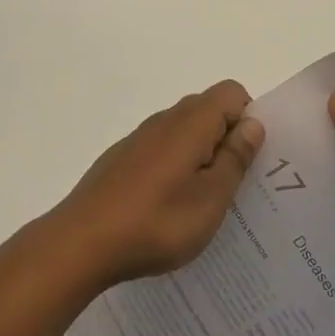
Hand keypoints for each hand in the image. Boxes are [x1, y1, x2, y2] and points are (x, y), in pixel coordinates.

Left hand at [50, 81, 265, 290]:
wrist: (81, 243)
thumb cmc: (156, 221)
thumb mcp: (211, 198)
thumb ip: (235, 158)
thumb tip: (253, 124)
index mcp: (191, 122)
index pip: (232, 93)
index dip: (248, 120)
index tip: (249, 161)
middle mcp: (165, 119)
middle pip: (208, 111)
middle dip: (227, 141)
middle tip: (233, 188)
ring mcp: (140, 139)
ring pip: (184, 134)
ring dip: (200, 158)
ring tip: (202, 205)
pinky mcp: (122, 159)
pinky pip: (161, 152)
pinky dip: (174, 170)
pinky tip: (168, 210)